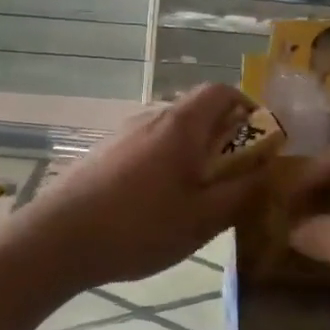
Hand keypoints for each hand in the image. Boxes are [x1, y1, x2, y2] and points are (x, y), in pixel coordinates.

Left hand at [22, 85, 268, 289]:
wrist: (59, 238)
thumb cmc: (139, 226)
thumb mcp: (203, 218)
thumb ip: (242, 192)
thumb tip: (271, 170)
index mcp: (181, 125)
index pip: (222, 91)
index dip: (248, 108)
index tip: (260, 140)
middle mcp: (151, 118)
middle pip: (196, 112)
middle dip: (222, 138)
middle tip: (233, 178)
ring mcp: (122, 134)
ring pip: (170, 133)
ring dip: (192, 153)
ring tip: (196, 196)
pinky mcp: (102, 153)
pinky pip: (146, 147)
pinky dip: (164, 163)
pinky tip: (156, 204)